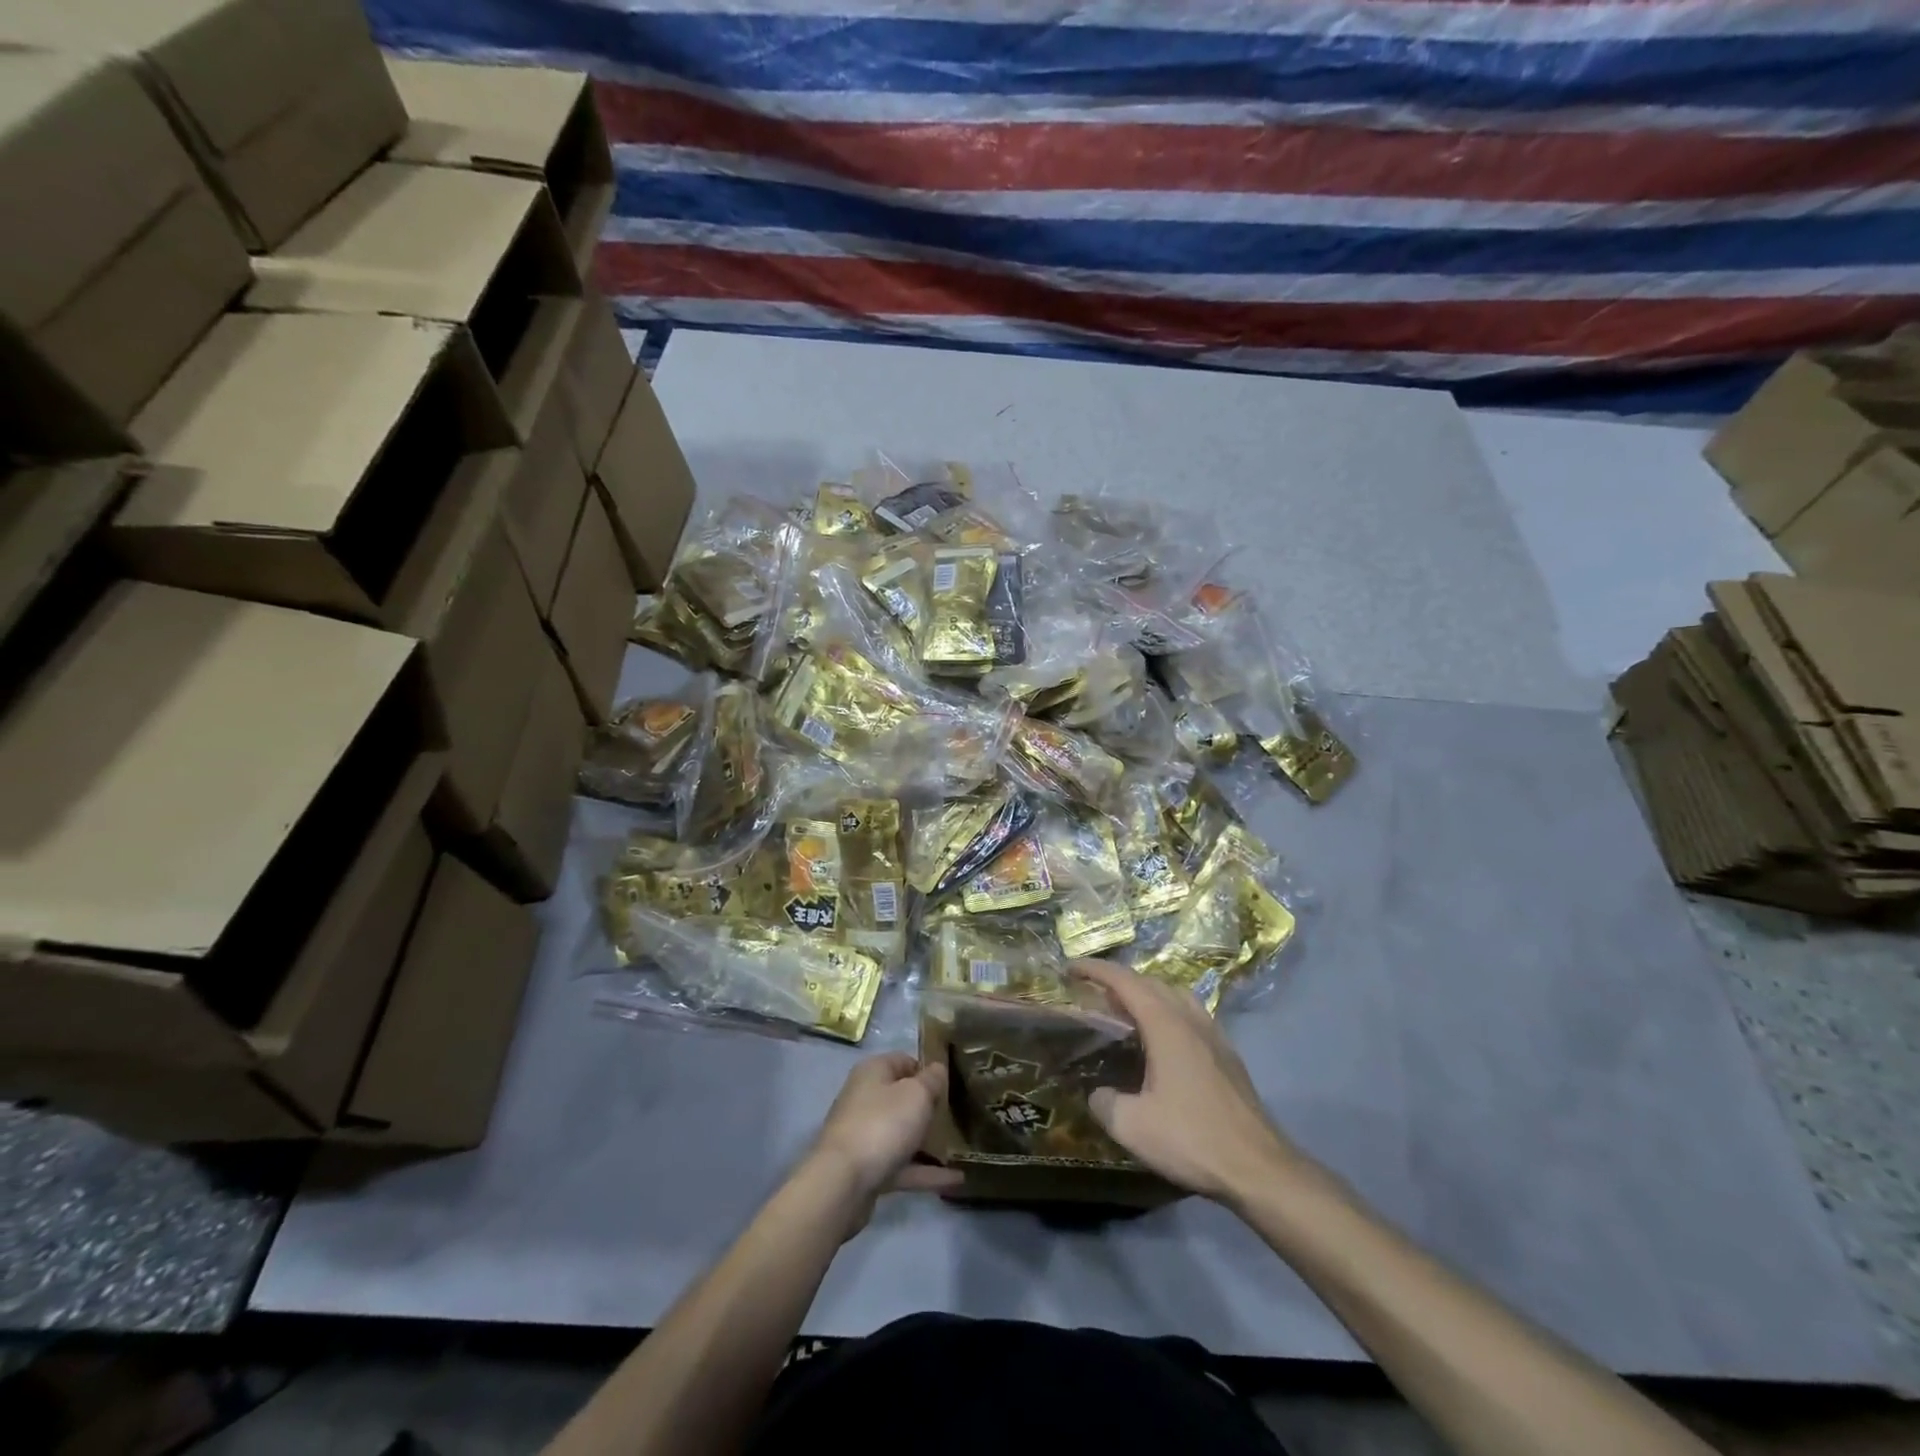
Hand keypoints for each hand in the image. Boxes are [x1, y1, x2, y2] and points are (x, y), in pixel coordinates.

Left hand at [805, 1054, 962, 1233]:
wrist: (842, 1183)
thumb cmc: (882, 1124)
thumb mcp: (916, 1094)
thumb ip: (932, 1080)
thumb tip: (938, 1069)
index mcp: (873, 1072)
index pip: (905, 1061)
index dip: (928, 1070)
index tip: (953, 1084)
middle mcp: (865, 1099)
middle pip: (903, 1098)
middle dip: (929, 1107)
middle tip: (958, 1114)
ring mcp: (865, 1135)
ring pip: (902, 1133)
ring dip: (929, 1141)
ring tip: (961, 1148)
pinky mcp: (868, 1168)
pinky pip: (902, 1165)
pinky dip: (926, 1171)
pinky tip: (956, 1179)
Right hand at [1073, 960, 1302, 1204]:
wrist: (1259, 1168)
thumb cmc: (1193, 1139)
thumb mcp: (1133, 1126)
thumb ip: (1105, 1102)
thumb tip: (1097, 1093)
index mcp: (1166, 1025)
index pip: (1125, 982)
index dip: (1096, 969)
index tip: (1070, 967)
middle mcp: (1191, 1019)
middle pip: (1151, 982)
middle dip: (1119, 979)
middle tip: (1093, 992)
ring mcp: (1214, 1035)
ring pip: (1176, 995)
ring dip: (1147, 992)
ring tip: (1126, 1009)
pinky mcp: (1227, 1055)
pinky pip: (1191, 1014)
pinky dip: (1168, 1011)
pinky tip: (1162, 1039)